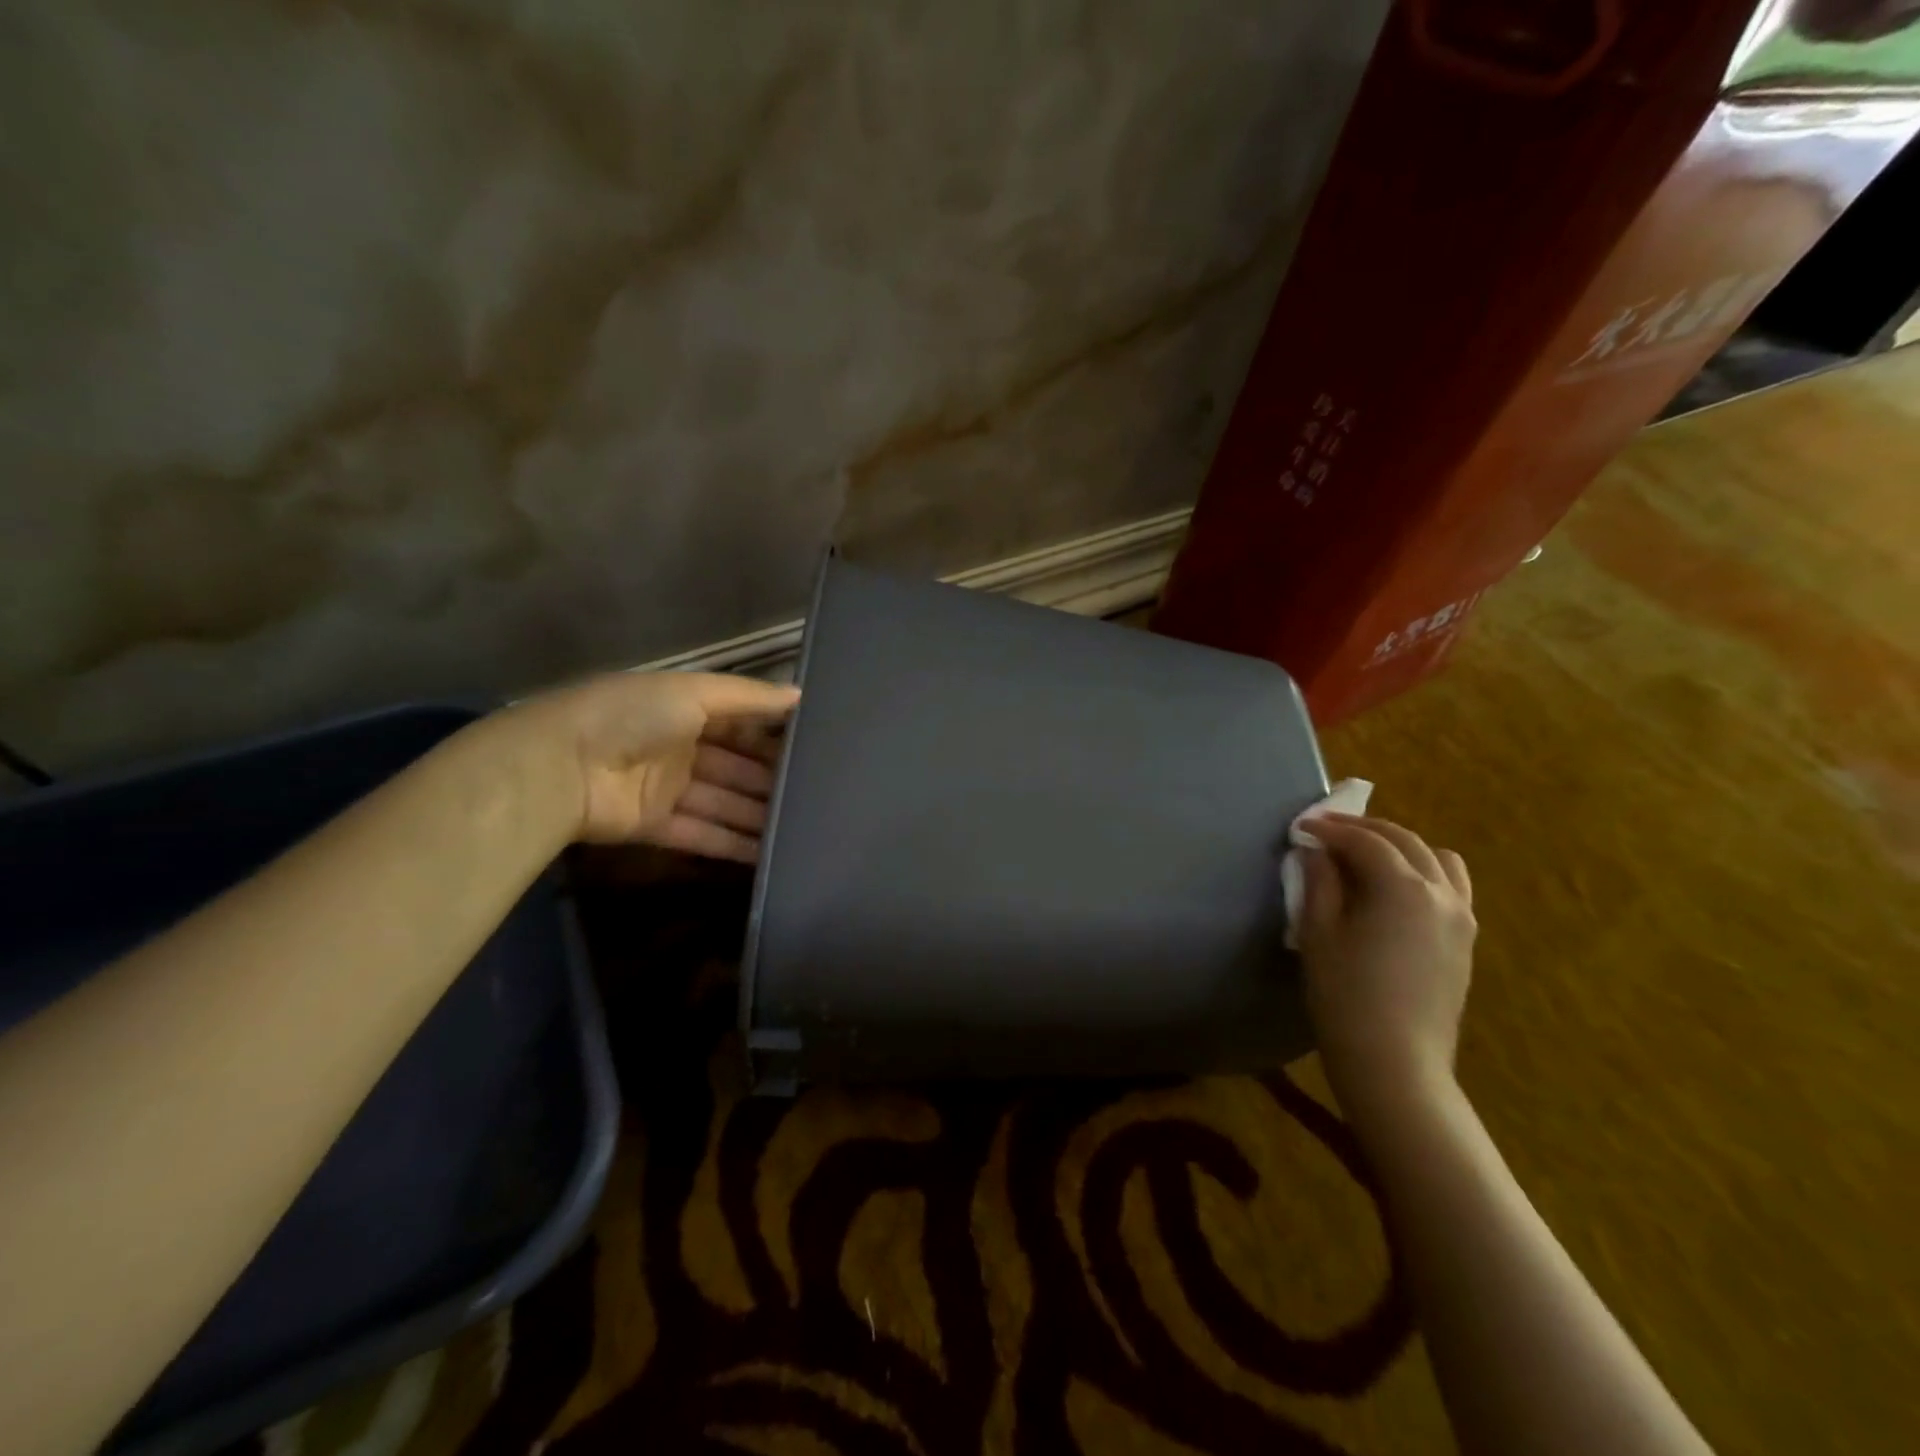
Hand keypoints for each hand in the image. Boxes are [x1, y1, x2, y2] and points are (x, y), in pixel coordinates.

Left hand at [510, 671, 799, 859]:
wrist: (560, 766)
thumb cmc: (632, 716)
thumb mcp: (695, 692)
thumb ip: (749, 697)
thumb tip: (801, 695)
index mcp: (685, 709)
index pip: (741, 724)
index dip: (773, 737)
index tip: (816, 750)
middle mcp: (679, 746)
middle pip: (736, 767)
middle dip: (771, 780)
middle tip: (820, 797)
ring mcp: (667, 788)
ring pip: (724, 803)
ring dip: (759, 816)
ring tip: (805, 830)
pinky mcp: (655, 825)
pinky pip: (702, 834)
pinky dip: (732, 845)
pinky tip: (769, 855)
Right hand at [1296, 813, 1475, 1108]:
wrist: (1396, 1063)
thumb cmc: (1346, 996)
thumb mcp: (1319, 934)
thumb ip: (1319, 883)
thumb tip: (1317, 851)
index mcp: (1403, 888)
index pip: (1365, 841)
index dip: (1330, 829)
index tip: (1301, 827)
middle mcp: (1441, 893)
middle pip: (1404, 840)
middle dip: (1363, 828)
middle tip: (1326, 829)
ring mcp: (1461, 917)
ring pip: (1437, 858)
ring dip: (1399, 846)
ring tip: (1366, 854)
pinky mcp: (1465, 941)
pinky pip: (1451, 886)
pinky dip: (1423, 871)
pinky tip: (1394, 889)